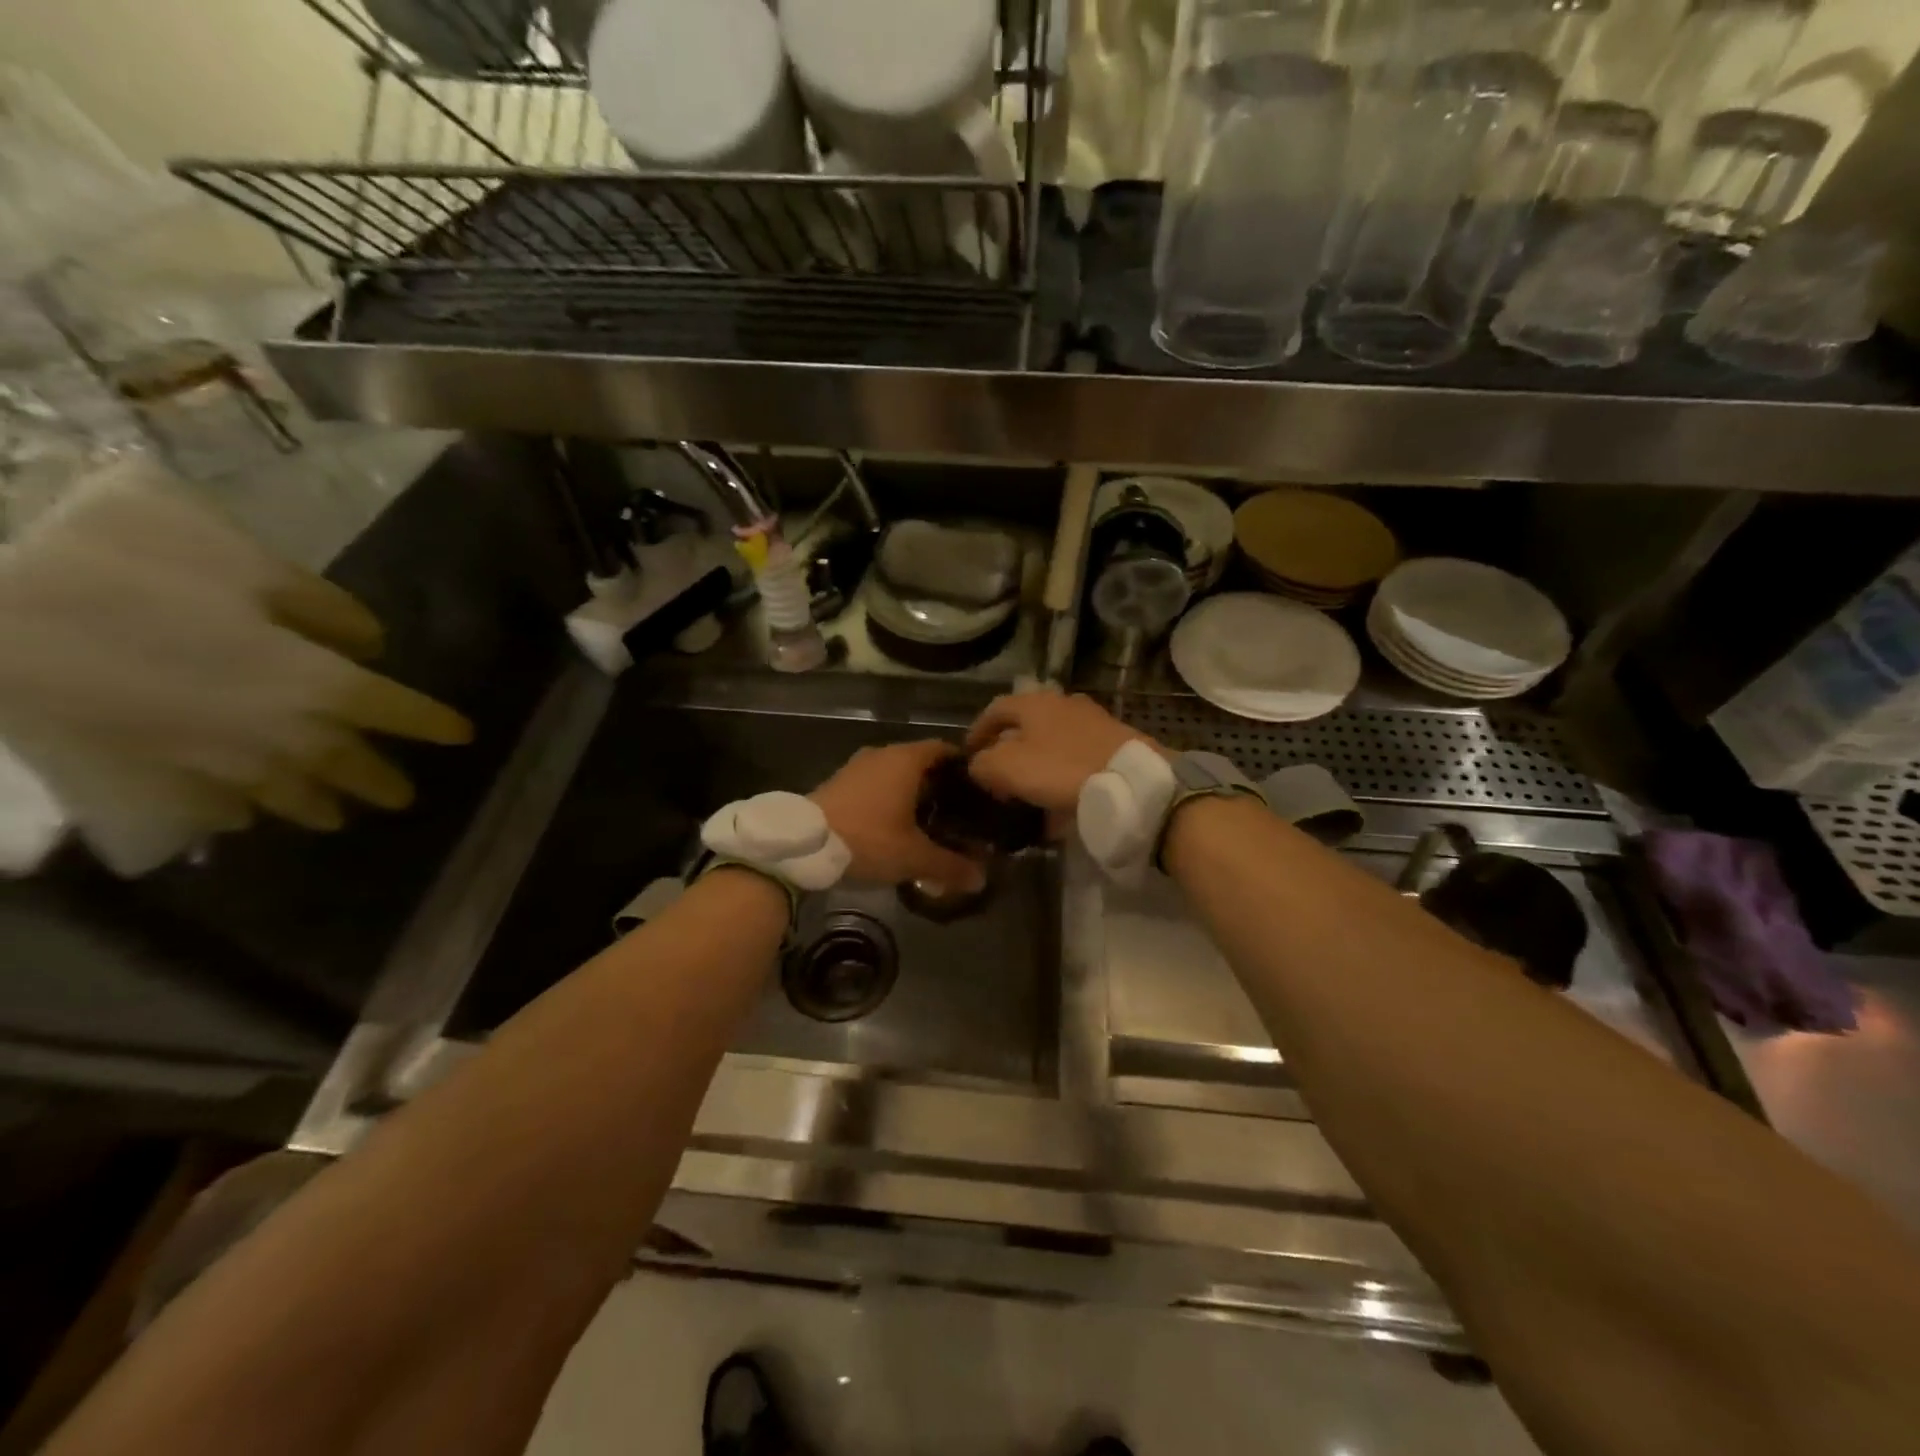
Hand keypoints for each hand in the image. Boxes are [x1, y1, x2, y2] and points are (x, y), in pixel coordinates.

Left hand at [811, 740, 986, 889]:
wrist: (801, 846)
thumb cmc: (867, 839)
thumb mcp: (913, 857)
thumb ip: (950, 866)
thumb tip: (980, 880)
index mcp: (906, 759)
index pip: (944, 749)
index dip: (963, 766)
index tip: (977, 789)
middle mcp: (882, 753)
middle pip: (920, 762)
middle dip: (939, 785)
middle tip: (957, 811)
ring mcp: (857, 766)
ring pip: (894, 773)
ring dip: (910, 793)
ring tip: (928, 821)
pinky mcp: (838, 782)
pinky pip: (873, 784)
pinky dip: (887, 799)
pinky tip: (893, 825)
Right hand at [965, 693, 1162, 811]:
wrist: (1131, 782)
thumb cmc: (1060, 769)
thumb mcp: (1007, 767)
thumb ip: (983, 764)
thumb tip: (979, 765)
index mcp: (1034, 702)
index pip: (995, 709)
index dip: (977, 731)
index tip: (968, 755)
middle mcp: (1063, 704)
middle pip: (1025, 725)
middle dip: (1008, 750)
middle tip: (996, 777)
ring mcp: (1092, 722)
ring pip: (1052, 743)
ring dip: (1036, 766)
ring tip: (1026, 794)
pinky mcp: (1113, 745)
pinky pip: (1076, 760)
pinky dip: (1061, 778)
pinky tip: (1059, 806)